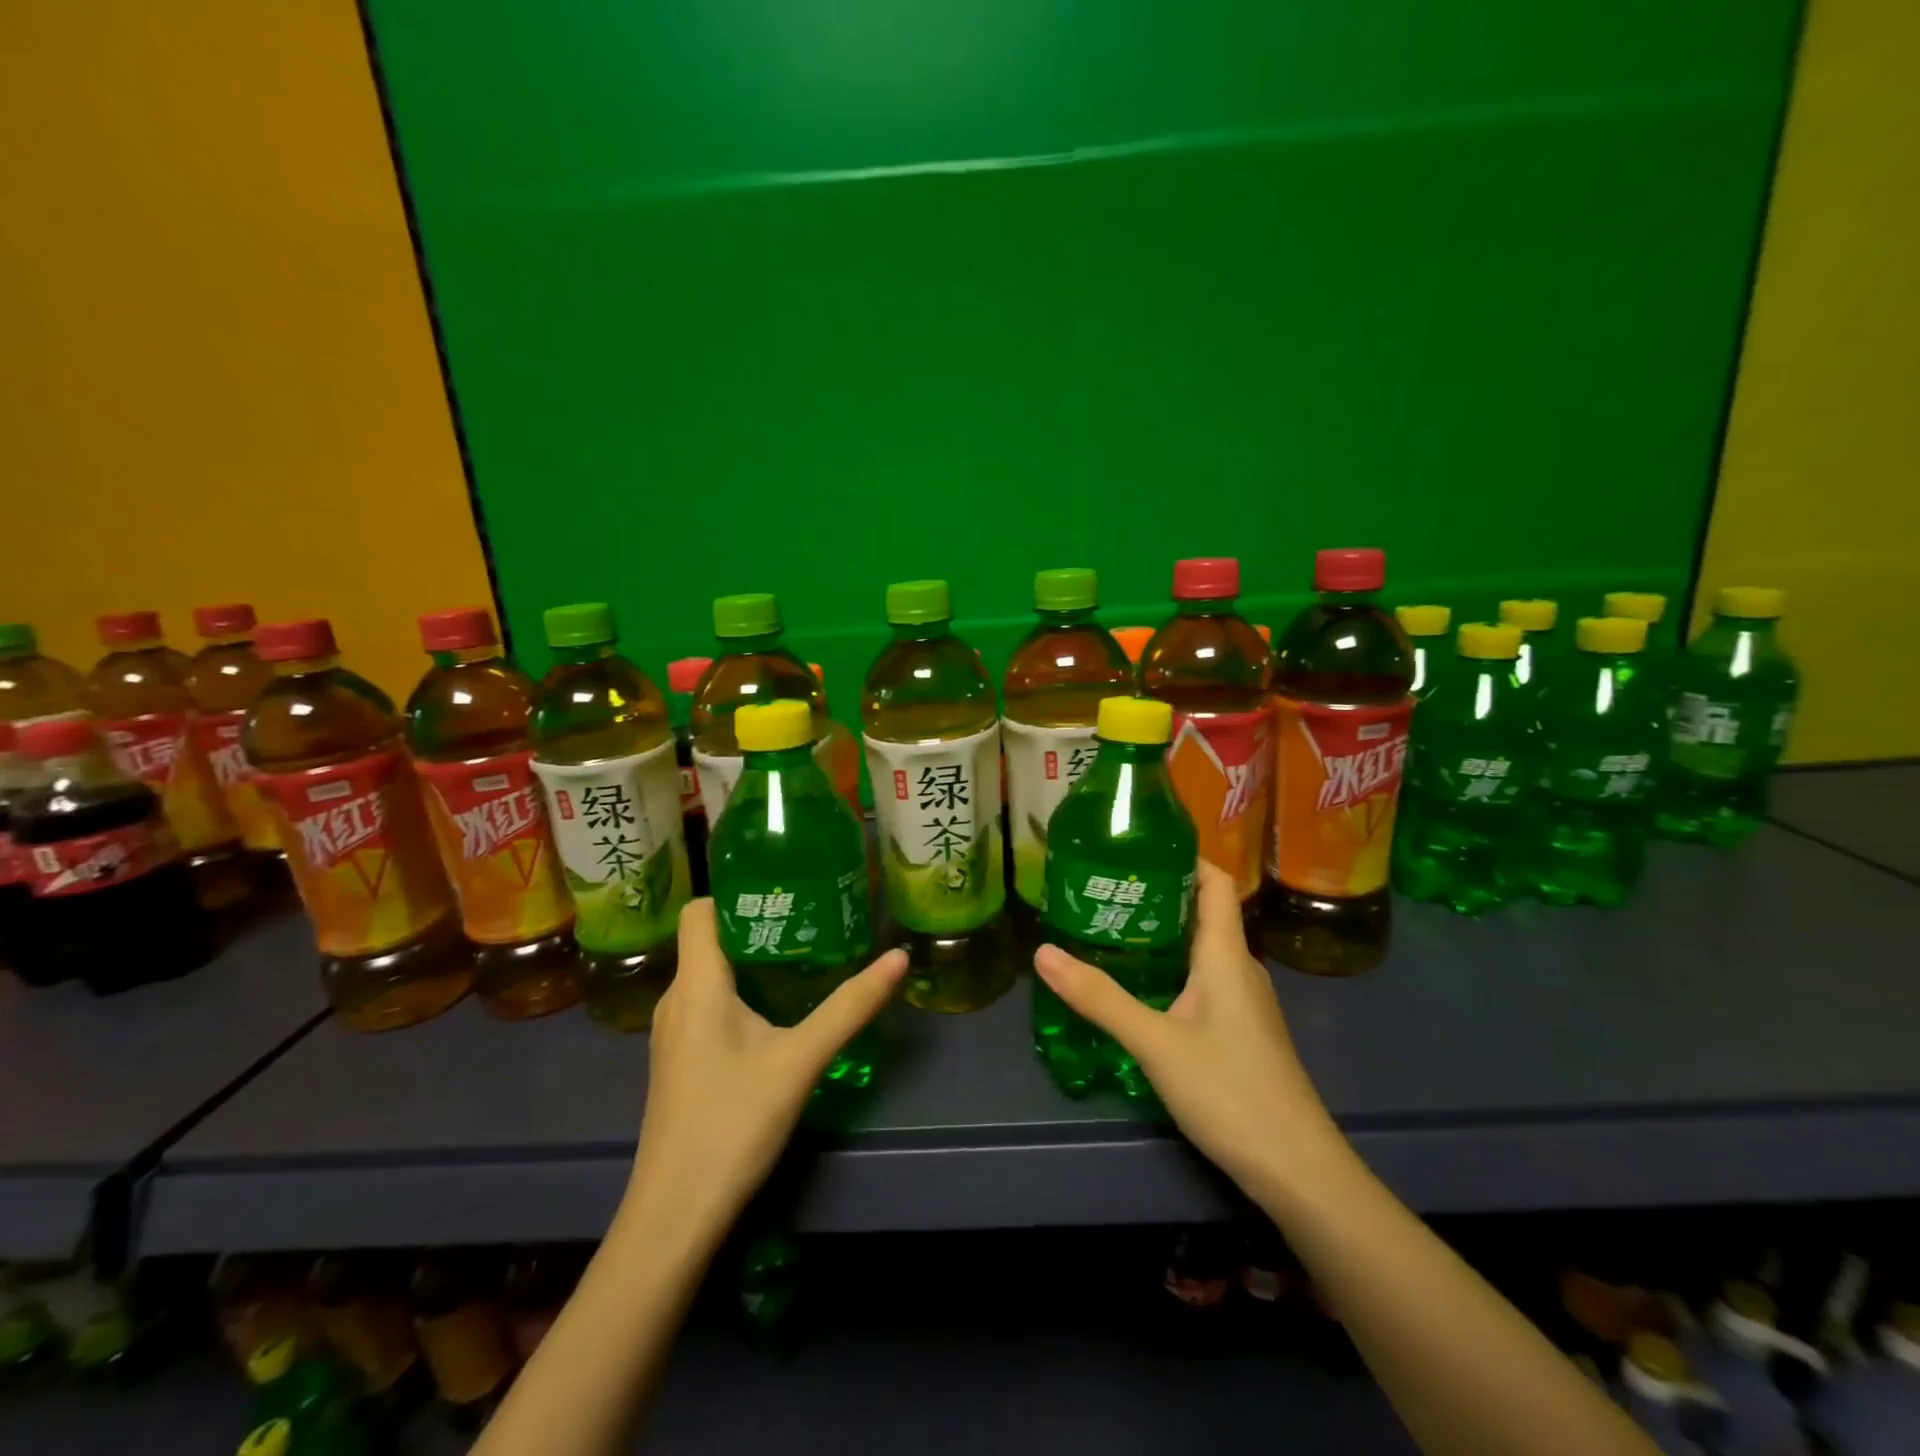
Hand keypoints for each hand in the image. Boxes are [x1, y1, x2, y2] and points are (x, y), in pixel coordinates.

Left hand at [620, 900, 908, 1248]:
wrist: (674, 1216)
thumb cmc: (732, 1123)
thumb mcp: (801, 1060)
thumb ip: (850, 1007)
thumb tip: (898, 957)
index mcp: (696, 984)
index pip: (700, 910)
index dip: (737, 893)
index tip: (785, 890)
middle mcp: (675, 1000)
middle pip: (710, 940)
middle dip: (758, 926)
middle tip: (811, 921)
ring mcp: (672, 1035)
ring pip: (709, 976)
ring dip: (751, 963)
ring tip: (801, 960)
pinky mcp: (679, 1063)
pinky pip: (706, 1006)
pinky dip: (739, 995)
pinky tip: (775, 1016)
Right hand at [1033, 859, 1341, 1205]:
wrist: (1297, 1170)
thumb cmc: (1230, 1091)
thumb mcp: (1155, 1042)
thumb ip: (1099, 998)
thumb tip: (1043, 952)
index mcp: (1225, 954)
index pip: (1215, 882)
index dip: (1183, 857)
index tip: (1137, 847)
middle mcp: (1240, 968)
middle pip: (1204, 912)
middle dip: (1158, 894)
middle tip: (1105, 889)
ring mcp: (1245, 1002)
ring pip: (1202, 949)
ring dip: (1163, 933)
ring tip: (1112, 929)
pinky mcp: (1242, 1031)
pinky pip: (1205, 979)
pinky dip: (1173, 968)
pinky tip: (1142, 986)